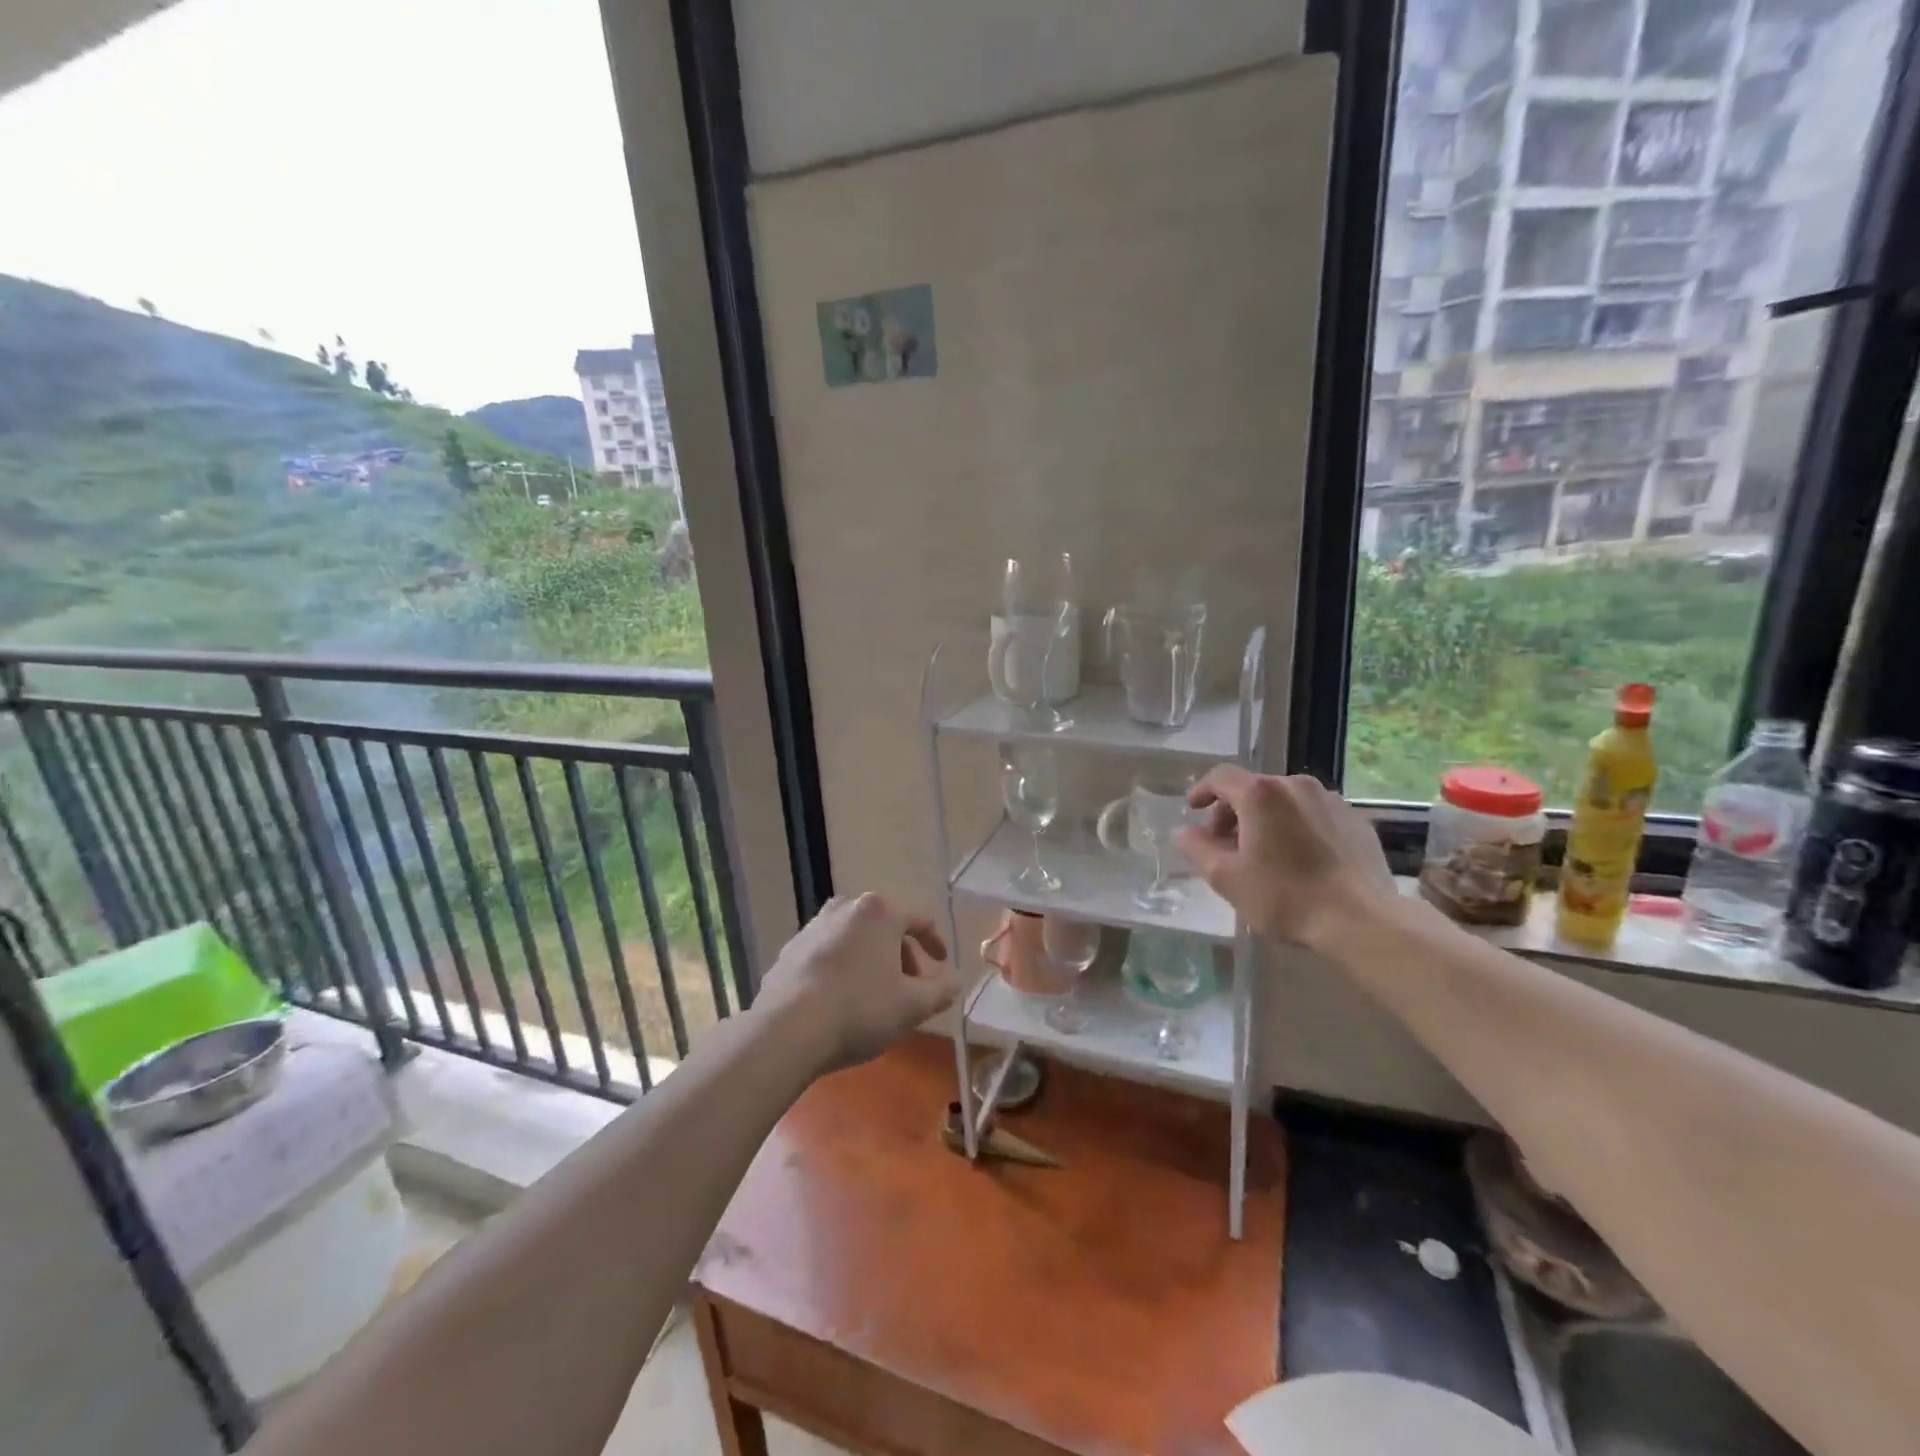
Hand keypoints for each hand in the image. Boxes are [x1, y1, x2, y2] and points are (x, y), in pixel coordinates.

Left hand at [754, 893, 958, 1073]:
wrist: (787, 1029)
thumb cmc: (860, 1009)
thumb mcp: (912, 1006)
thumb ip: (941, 991)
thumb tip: (955, 981)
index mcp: (879, 912)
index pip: (919, 921)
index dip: (935, 944)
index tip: (942, 965)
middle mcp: (845, 908)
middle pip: (885, 929)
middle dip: (901, 957)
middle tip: (909, 989)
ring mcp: (813, 927)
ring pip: (854, 941)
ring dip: (870, 962)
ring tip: (874, 997)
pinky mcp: (789, 950)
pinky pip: (827, 955)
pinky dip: (841, 970)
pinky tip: (840, 1002)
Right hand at [1176, 767, 1396, 948]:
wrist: (1361, 921)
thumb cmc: (1285, 897)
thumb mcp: (1226, 878)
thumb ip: (1197, 849)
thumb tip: (1184, 833)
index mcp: (1261, 794)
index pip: (1221, 777)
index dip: (1202, 790)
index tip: (1193, 809)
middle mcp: (1296, 785)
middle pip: (1253, 788)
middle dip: (1233, 812)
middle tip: (1225, 845)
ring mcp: (1331, 800)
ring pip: (1285, 801)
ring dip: (1266, 819)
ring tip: (1263, 854)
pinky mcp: (1355, 820)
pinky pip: (1314, 815)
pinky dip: (1296, 827)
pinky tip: (1299, 860)